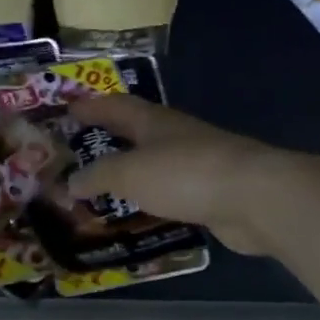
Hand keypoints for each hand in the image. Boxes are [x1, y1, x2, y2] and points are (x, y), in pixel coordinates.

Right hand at [66, 98, 295, 254]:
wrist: (254, 197)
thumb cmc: (185, 174)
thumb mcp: (130, 172)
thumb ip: (98, 176)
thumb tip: (69, 182)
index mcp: (153, 121)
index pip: (114, 106)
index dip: (89, 107)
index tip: (65, 110)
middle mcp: (174, 137)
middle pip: (134, 133)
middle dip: (107, 140)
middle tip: (77, 153)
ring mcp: (195, 165)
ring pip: (152, 165)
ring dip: (128, 173)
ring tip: (100, 188)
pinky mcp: (209, 193)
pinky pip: (169, 193)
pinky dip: (149, 200)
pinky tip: (137, 213)